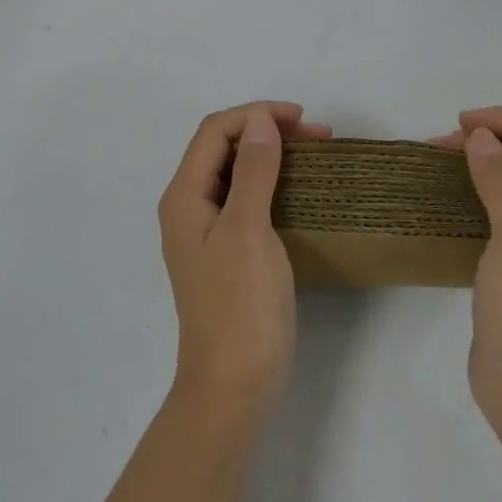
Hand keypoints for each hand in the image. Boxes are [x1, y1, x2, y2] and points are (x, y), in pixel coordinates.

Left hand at [159, 102, 328, 422]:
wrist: (234, 386)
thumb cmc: (240, 306)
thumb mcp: (248, 230)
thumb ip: (253, 171)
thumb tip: (260, 120)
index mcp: (184, 196)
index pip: (215, 131)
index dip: (256, 114)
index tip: (303, 119)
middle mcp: (189, 206)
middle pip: (223, 147)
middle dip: (265, 130)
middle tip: (317, 136)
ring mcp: (208, 230)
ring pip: (236, 171)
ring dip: (271, 154)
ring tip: (314, 154)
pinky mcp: (228, 250)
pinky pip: (247, 198)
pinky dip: (273, 182)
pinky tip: (300, 188)